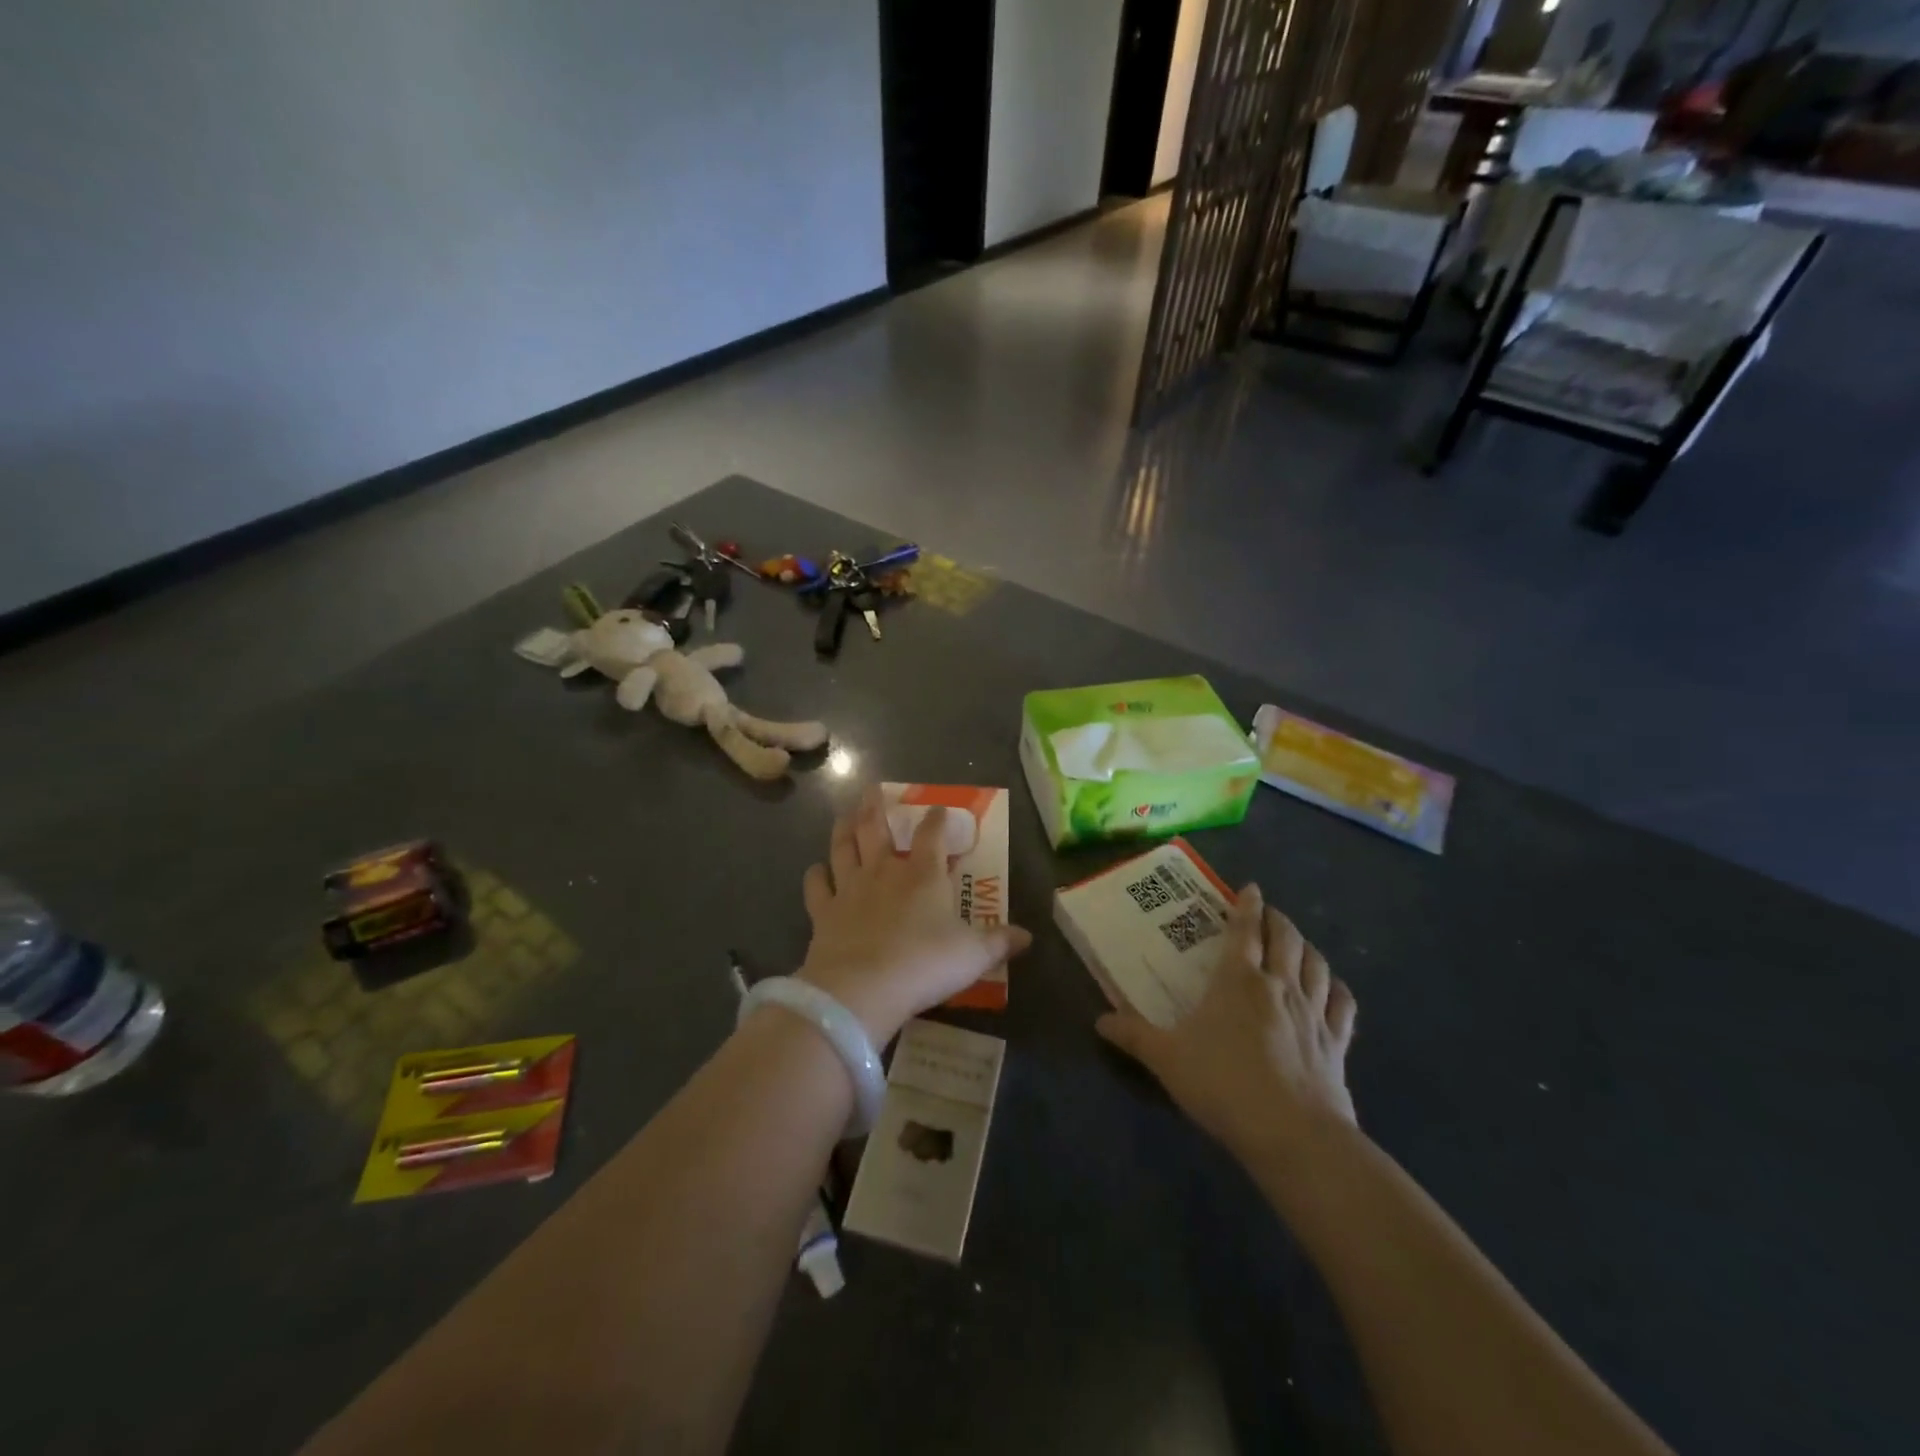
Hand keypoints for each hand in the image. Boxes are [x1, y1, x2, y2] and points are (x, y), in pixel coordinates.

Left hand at [795, 789, 1031, 1043]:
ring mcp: (849, 889)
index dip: (936, 819)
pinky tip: (816, 869)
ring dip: (844, 829)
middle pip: (876, 829)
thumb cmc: (924, 964)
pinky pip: (816, 886)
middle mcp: (884, 872)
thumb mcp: (973, 955)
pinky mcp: (823, 913)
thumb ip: (999, 942)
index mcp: (923, 875)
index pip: (932, 835)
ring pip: (843, 848)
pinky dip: (815, 875)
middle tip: (872, 790)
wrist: (862, 988)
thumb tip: (1029, 937)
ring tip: (845, 815)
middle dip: (876, 807)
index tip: (938, 807)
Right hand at [1096, 884, 1357, 1164]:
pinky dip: (1337, 988)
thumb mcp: (1167, 1059)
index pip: (1245, 931)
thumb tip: (1100, 1020)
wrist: (1293, 1134)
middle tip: (1269, 913)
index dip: (1247, 906)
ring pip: (1316, 964)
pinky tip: (1333, 987)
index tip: (1250, 888)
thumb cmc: (1223, 1084)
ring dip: (1307, 947)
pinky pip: (1343, 1005)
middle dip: (1278, 920)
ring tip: (1299, 942)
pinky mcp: (1337, 1044)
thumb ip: (1134, 1036)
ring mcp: (1314, 1013)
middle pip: (1286, 939)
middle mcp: (1280, 986)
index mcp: (1239, 980)